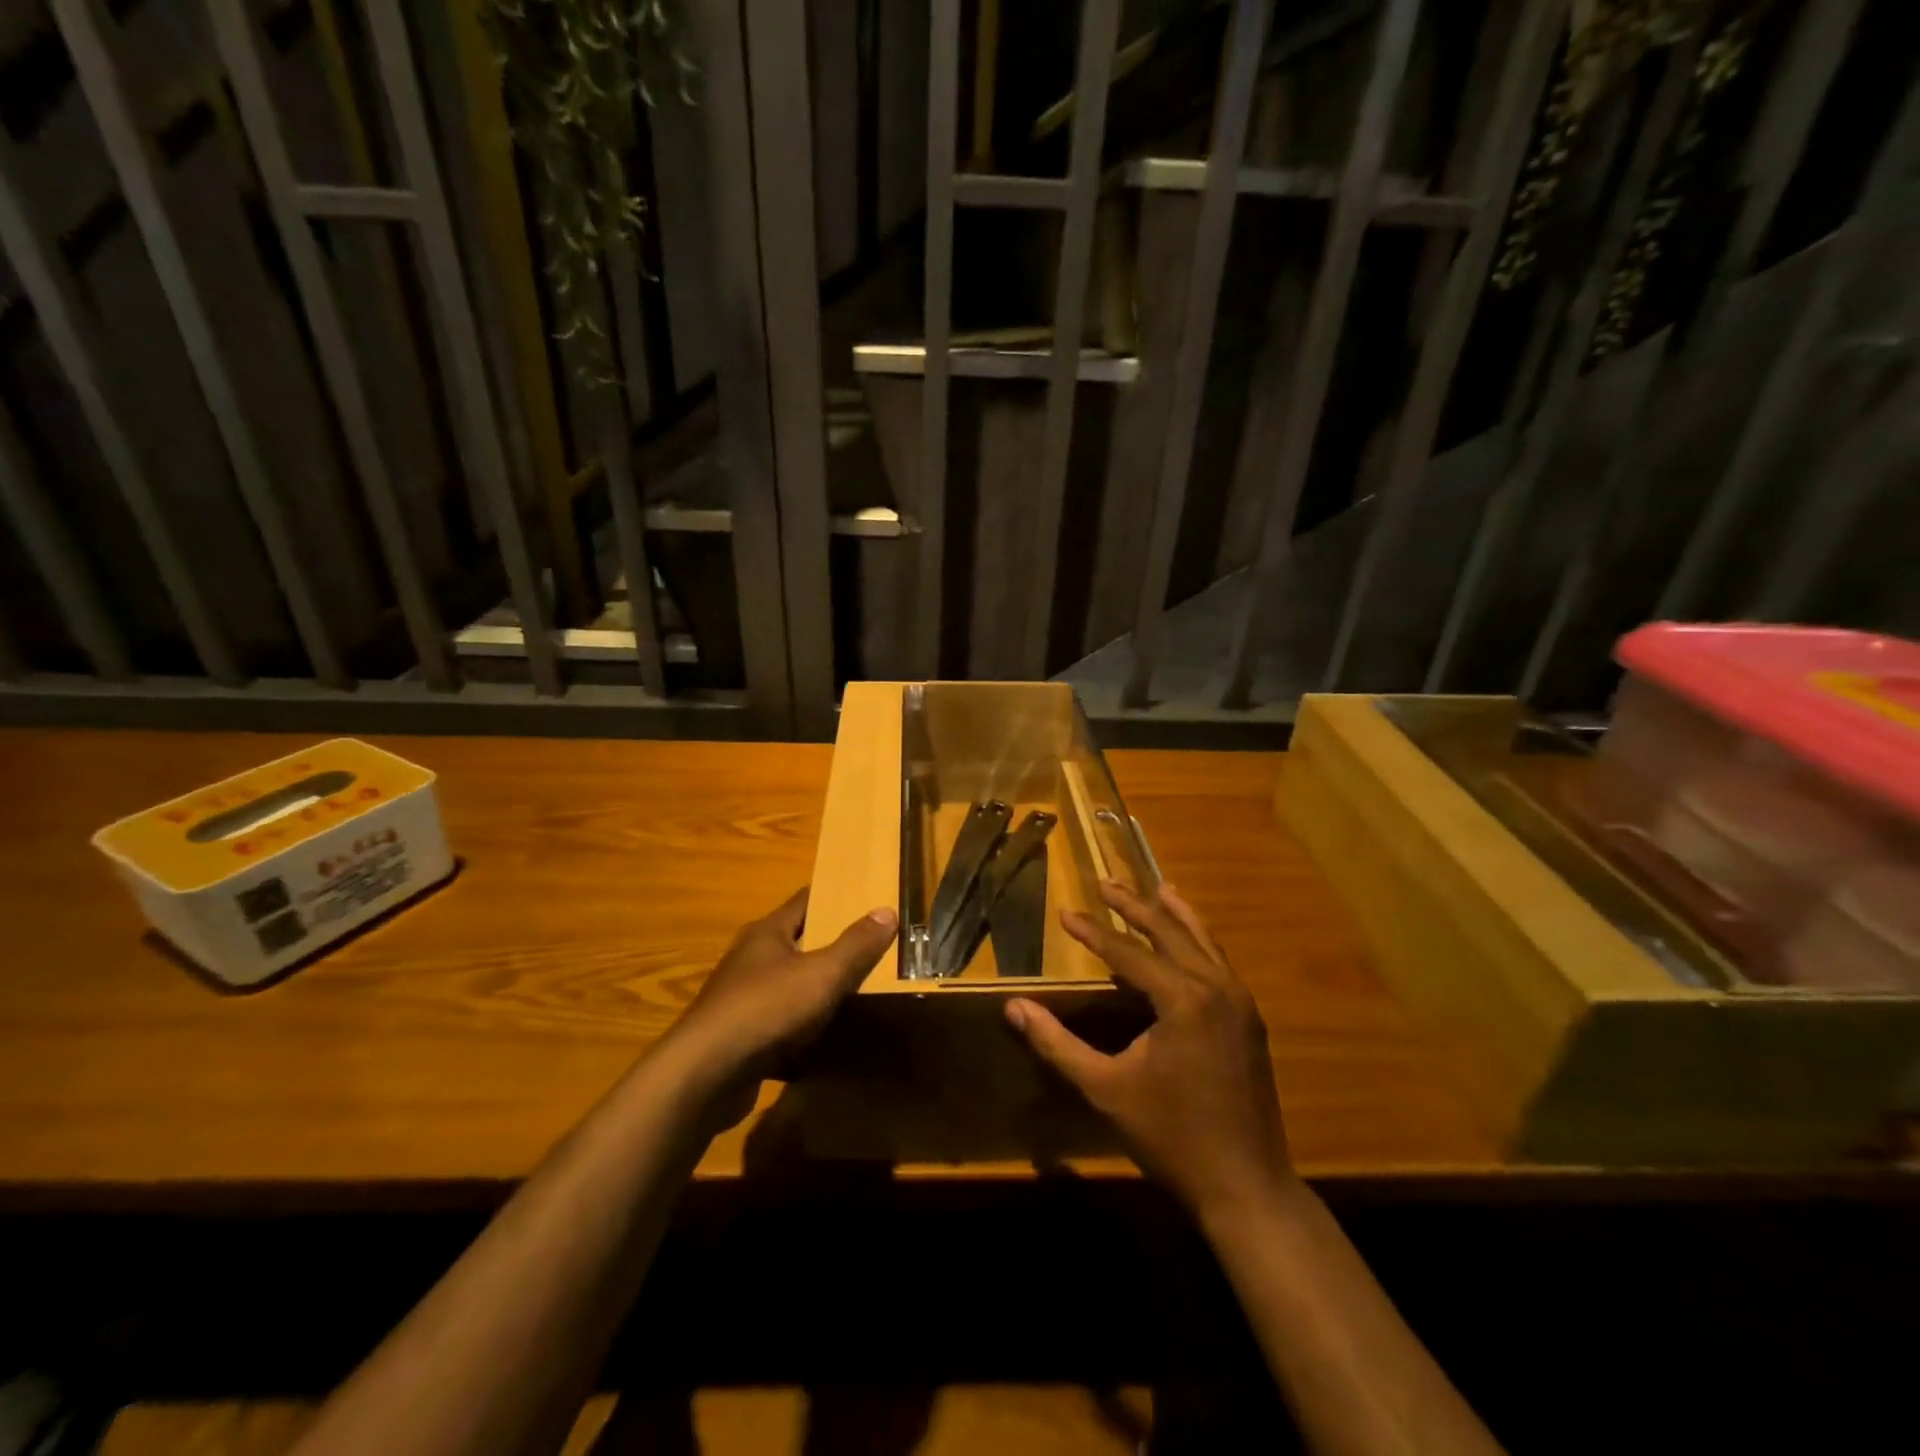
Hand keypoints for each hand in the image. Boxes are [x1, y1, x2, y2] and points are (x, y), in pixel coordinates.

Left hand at [674, 889, 896, 1086]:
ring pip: (788, 985)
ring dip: (815, 990)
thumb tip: (886, 910)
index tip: (866, 899)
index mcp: (767, 933)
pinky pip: (779, 1025)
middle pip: (797, 942)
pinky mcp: (739, 1037)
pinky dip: (801, 1030)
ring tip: (855, 995)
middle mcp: (750, 959)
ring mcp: (741, 999)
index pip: (805, 900)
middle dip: (830, 945)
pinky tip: (825, 1043)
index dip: (835, 897)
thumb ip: (856, 945)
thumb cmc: (766, 1009)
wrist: (704, 1076)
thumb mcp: (822, 974)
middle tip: (871, 949)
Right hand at [1005, 882, 1292, 1219]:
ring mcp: (1240, 1002)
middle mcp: (1216, 988)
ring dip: (1174, 915)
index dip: (1093, 932)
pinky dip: (1199, 941)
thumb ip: (1057, 1044)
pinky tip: (1190, 939)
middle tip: (1105, 882)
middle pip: (1169, 932)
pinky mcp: (1250, 1019)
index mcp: (1183, 999)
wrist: (1247, 1186)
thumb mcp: (1105, 1089)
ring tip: (1156, 888)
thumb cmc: (1171, 1136)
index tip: (1065, 911)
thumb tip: (1014, 1007)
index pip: (1128, 952)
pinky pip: (1220, 963)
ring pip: (1203, 942)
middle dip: (1134, 906)